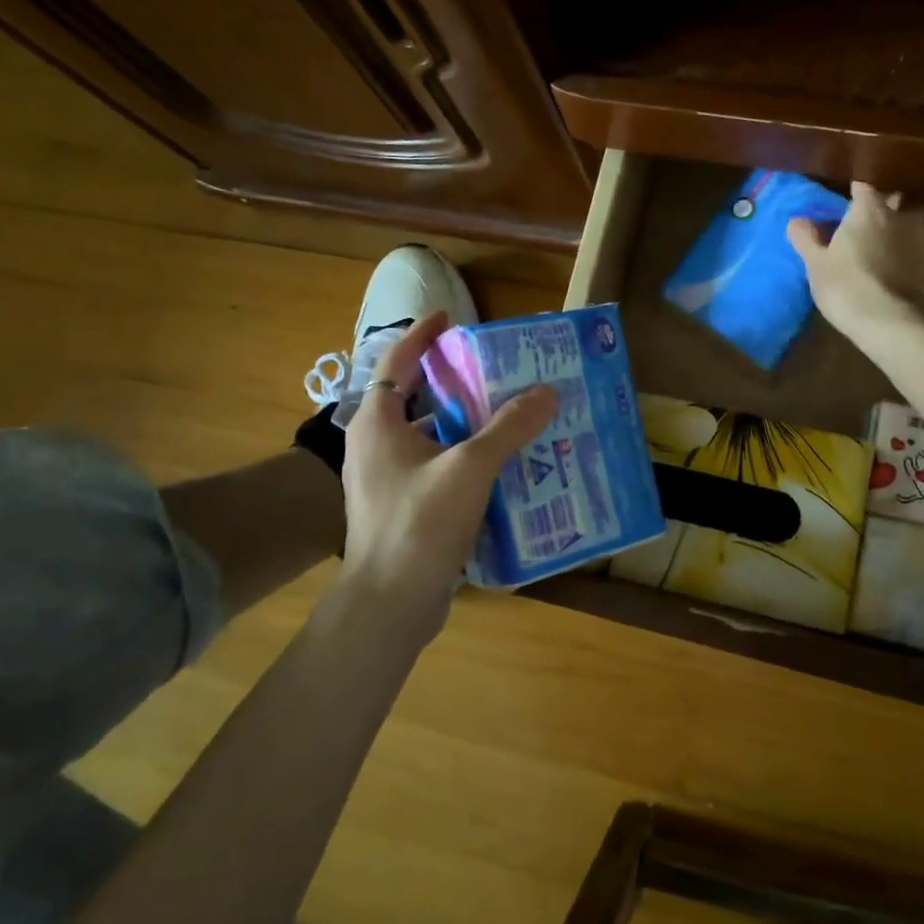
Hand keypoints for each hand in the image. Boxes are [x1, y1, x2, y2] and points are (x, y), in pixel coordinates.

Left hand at [339, 312, 556, 638]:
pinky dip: (466, 457)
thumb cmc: (419, 524)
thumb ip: (509, 427)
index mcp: (378, 423)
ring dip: (467, 423)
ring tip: (511, 414)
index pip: (397, 361)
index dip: (422, 335)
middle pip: (418, 397)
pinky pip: (438, 467)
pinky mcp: (404, 507)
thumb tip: (547, 392)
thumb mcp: (469, 468)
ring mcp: (388, 479)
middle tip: (499, 369)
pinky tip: (503, 465)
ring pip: (432, 435)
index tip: (451, 317)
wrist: (389, 605)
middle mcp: (377, 445)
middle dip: (457, 381)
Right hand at [787, 183, 923, 345]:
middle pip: (903, 206)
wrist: (895, 325)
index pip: (865, 190)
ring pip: (922, 235)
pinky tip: (915, 291)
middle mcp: (907, 220)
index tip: (853, 202)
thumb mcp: (816, 266)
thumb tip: (797, 221)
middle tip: (878, 232)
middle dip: (893, 213)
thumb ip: (807, 239)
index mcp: (871, 212)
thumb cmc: (847, 288)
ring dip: (910, 244)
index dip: (859, 195)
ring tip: (897, 265)